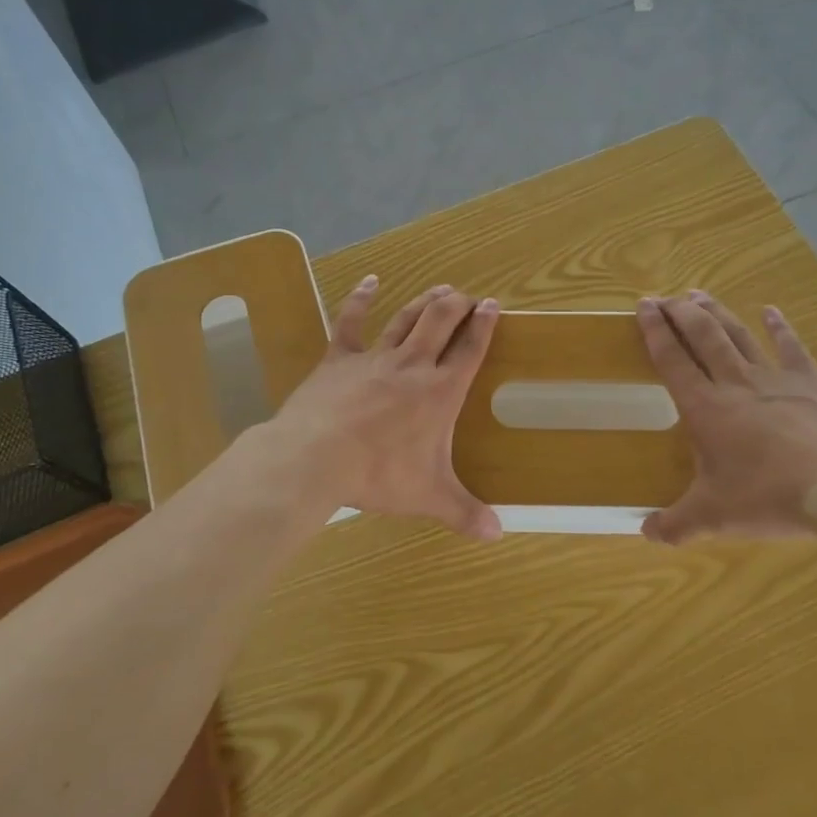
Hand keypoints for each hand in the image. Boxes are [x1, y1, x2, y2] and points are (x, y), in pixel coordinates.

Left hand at [269, 277, 503, 539]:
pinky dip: (360, 298)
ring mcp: (374, 357)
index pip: (469, 349)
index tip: (492, 305)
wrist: (317, 457)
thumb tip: (498, 534)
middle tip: (466, 296)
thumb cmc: (379, 475)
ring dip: (425, 301)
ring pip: (406, 318)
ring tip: (440, 289)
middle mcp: (413, 365)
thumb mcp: (428, 497)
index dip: (483, 325)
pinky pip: (350, 321)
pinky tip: (370, 281)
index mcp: (440, 392)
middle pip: (440, 322)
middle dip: (457, 305)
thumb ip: (465, 513)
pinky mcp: (339, 358)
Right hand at [636, 291, 816, 543]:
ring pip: (738, 334)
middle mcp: (734, 383)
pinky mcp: (811, 382)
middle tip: (663, 296)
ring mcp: (775, 378)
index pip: (671, 360)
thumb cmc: (770, 496)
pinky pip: (791, 347)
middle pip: (702, 336)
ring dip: (716, 312)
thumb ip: (677, 525)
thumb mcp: (715, 516)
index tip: (643, 306)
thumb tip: (646, 535)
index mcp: (704, 408)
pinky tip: (771, 311)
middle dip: (680, 312)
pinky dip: (779, 327)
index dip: (654, 331)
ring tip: (697, 294)